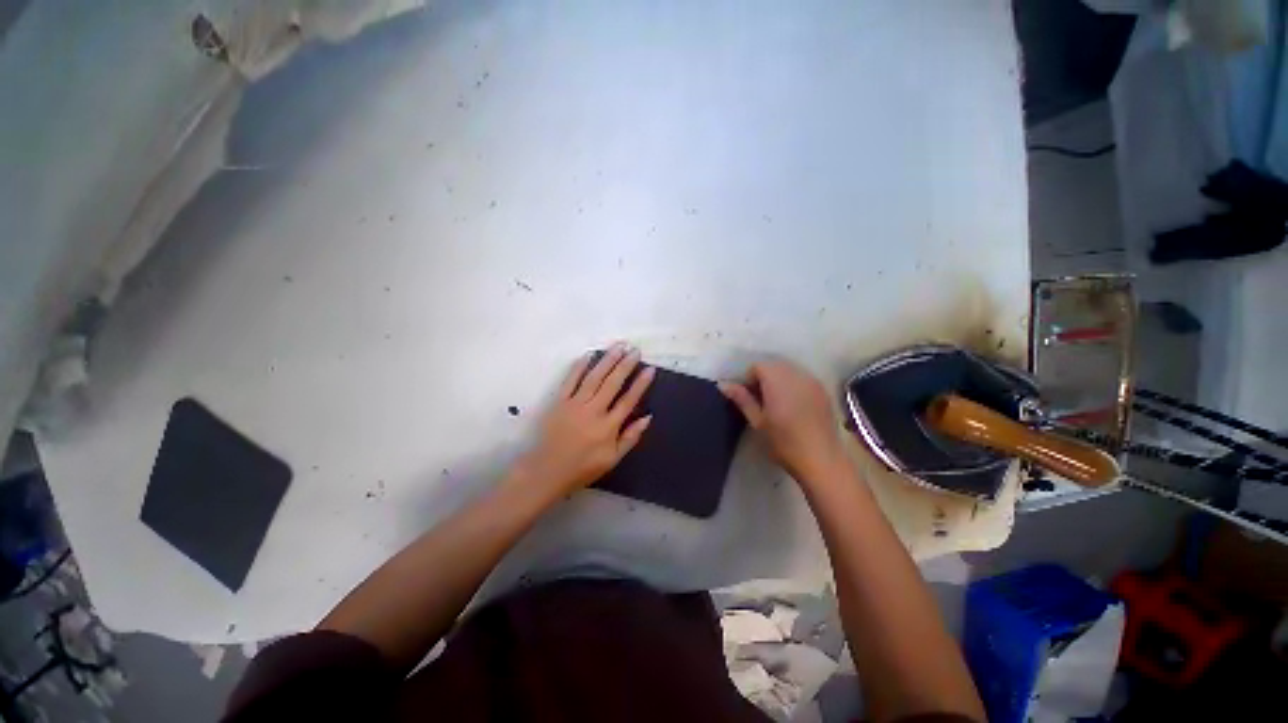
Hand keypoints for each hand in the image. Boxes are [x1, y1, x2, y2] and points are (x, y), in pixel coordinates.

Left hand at [517, 344, 655, 499]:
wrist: (546, 471)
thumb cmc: (582, 468)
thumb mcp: (613, 459)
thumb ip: (631, 437)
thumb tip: (648, 417)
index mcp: (608, 427)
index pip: (628, 400)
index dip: (640, 383)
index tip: (649, 369)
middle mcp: (593, 411)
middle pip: (612, 383)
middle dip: (625, 364)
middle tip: (635, 350)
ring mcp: (574, 404)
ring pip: (594, 377)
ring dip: (607, 360)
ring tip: (618, 346)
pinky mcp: (559, 402)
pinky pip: (570, 380)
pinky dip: (579, 366)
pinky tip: (589, 355)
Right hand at [719, 360, 846, 483]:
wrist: (822, 459)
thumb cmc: (784, 442)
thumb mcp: (757, 422)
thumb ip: (742, 399)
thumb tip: (723, 384)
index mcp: (777, 381)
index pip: (758, 366)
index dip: (749, 379)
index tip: (748, 398)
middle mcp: (796, 375)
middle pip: (774, 365)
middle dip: (764, 377)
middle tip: (760, 401)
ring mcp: (812, 381)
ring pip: (789, 370)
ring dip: (779, 380)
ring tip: (777, 403)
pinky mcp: (823, 390)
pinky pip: (802, 378)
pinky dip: (793, 385)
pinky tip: (793, 406)